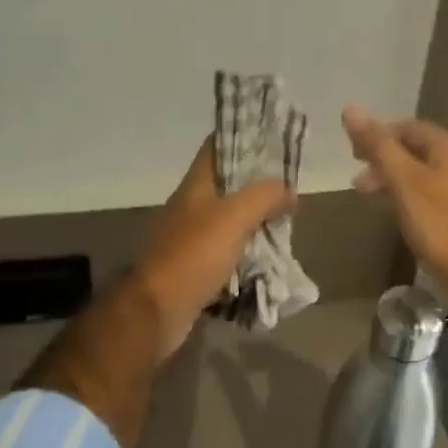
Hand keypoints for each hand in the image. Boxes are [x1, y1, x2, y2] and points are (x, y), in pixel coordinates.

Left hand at [130, 139, 293, 358]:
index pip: (217, 147)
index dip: (243, 137)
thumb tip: (288, 190)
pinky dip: (247, 253)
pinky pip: (228, 253)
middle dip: (259, 186)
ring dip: (256, 222)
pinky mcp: (196, 267)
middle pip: (228, 186)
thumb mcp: (235, 217)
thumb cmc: (194, 255)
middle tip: (290, 189)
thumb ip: (264, 197)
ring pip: (230, 221)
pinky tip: (269, 258)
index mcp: (196, 186)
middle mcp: (191, 207)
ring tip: (286, 223)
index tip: (273, 138)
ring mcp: (191, 238)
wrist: (158, 310)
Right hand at [341, 106, 447, 315]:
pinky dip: (422, 200)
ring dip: (404, 183)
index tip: (354, 155)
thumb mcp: (404, 183)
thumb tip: (351, 109)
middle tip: (361, 183)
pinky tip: (411, 219)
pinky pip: (446, 197)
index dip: (379, 136)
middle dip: (389, 162)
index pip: (410, 128)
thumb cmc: (444, 227)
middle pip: (423, 151)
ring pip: (434, 176)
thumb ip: (379, 147)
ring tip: (380, 203)